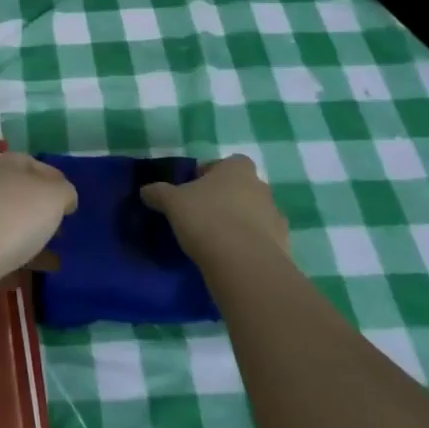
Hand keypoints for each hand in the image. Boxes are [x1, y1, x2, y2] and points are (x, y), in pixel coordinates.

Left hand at [0, 153, 76, 295]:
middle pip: (21, 196)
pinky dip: (13, 266)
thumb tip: (64, 198)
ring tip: (55, 262)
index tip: (73, 204)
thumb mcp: (52, 196)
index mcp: (9, 165)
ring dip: (30, 242)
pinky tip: (28, 280)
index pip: (37, 165)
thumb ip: (64, 193)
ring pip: (10, 227)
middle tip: (65, 233)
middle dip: (43, 214)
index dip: (57, 181)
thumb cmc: (12, 215)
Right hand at [141, 155, 289, 261]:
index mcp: (238, 169)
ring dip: (239, 223)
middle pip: (241, 188)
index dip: (209, 174)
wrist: (244, 264)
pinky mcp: (283, 247)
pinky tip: (231, 259)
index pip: (226, 163)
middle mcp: (261, 188)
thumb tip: (145, 191)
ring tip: (216, 241)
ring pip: (254, 215)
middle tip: (202, 215)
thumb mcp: (173, 202)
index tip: (193, 190)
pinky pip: (262, 242)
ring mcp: (276, 218)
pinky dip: (249, 247)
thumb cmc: (207, 219)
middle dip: (225, 199)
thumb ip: (159, 193)